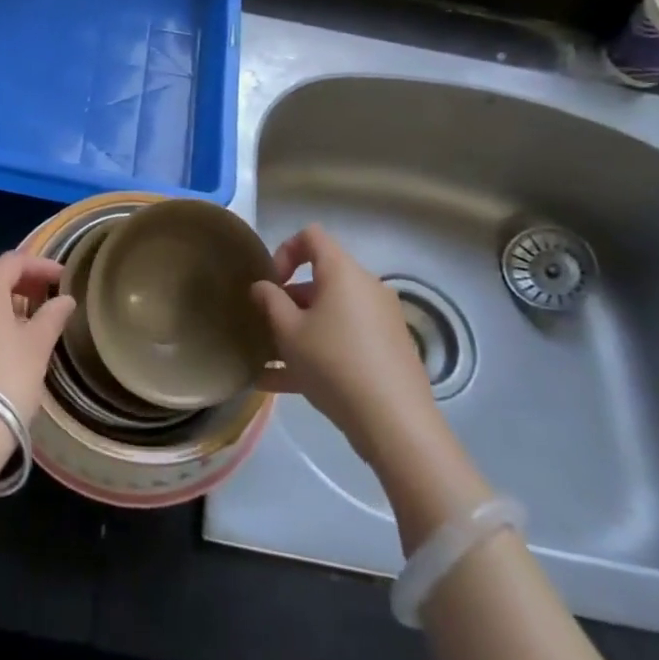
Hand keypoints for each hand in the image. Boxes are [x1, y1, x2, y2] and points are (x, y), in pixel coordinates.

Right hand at [252, 225, 439, 462]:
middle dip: (289, 299)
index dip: (284, 251)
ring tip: (270, 360)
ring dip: (300, 330)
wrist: (395, 423)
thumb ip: (270, 301)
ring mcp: (381, 321)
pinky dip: (320, 351)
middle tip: (268, 327)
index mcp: (343, 272)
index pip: (311, 236)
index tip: (271, 284)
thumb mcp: (289, 332)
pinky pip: (346, 340)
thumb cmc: (334, 363)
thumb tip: (262, 286)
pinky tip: (284, 384)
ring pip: (331, 315)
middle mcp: (366, 288)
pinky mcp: (389, 351)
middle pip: (322, 279)